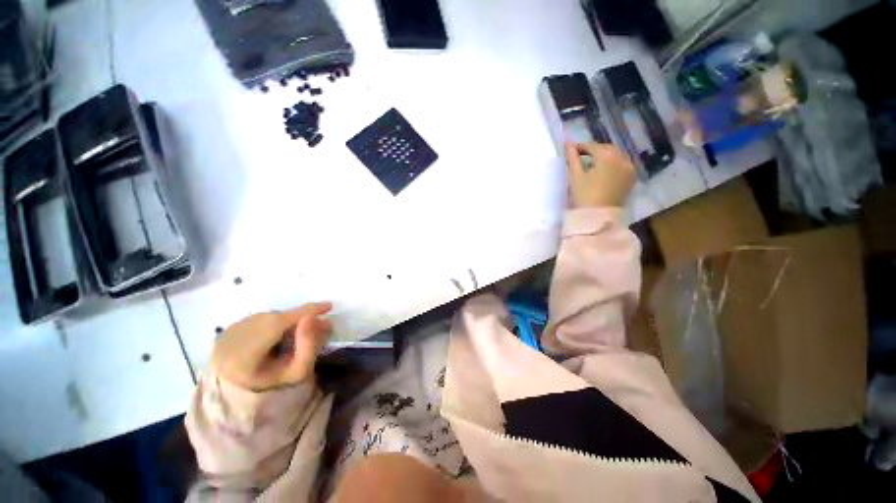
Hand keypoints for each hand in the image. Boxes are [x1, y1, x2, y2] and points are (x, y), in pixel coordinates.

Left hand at [211, 302, 332, 390]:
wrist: (239, 391)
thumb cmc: (271, 384)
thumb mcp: (296, 371)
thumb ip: (308, 346)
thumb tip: (313, 318)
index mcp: (244, 355)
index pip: (279, 323)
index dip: (305, 311)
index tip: (329, 306)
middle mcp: (233, 337)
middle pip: (276, 318)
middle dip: (301, 316)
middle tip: (320, 322)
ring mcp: (229, 331)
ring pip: (270, 316)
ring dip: (289, 319)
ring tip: (301, 331)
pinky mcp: (229, 327)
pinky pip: (262, 318)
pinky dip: (277, 321)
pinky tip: (281, 334)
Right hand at [565, 142, 635, 208]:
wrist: (598, 218)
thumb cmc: (584, 196)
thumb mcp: (575, 176)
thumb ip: (572, 157)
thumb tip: (567, 142)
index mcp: (607, 155)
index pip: (592, 146)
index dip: (579, 147)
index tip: (570, 151)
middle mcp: (622, 158)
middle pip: (606, 148)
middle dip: (594, 150)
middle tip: (580, 157)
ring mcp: (630, 168)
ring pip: (616, 155)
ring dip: (604, 156)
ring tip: (591, 164)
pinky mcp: (632, 178)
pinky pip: (622, 164)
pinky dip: (613, 164)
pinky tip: (603, 171)